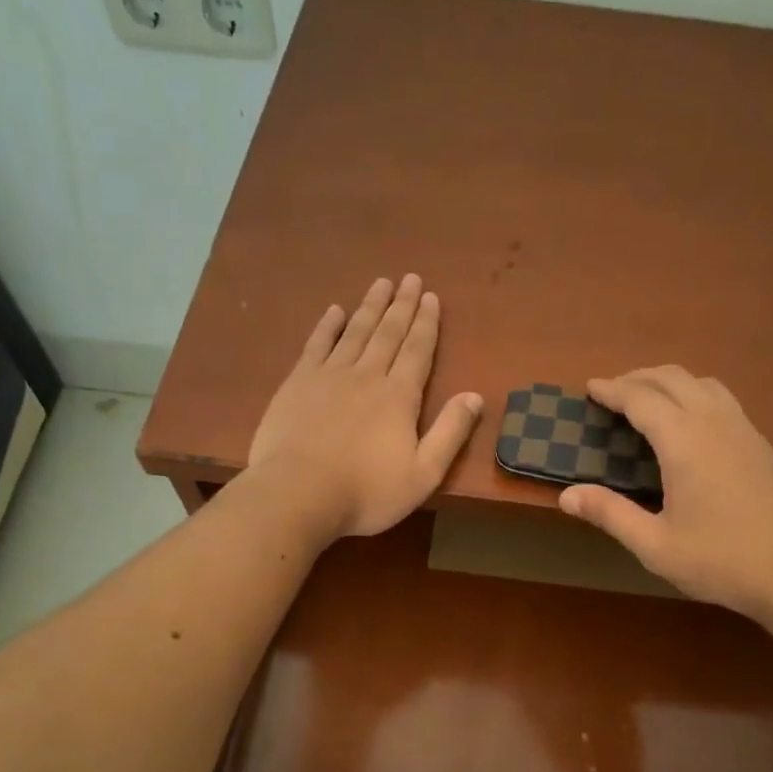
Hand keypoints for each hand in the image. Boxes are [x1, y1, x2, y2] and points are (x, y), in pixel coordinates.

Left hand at [246, 274, 482, 542]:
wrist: (298, 493)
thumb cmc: (366, 492)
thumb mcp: (423, 474)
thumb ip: (450, 434)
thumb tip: (475, 397)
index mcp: (399, 397)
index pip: (418, 350)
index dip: (426, 323)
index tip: (431, 297)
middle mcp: (367, 375)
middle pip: (388, 333)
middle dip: (402, 305)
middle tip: (410, 278)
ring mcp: (329, 376)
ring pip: (355, 332)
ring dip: (370, 307)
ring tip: (381, 284)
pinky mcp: (297, 383)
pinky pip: (317, 345)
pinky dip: (327, 326)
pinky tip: (335, 311)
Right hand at [556, 366, 772, 622]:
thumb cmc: (721, 561)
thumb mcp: (655, 545)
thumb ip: (610, 514)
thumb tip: (567, 495)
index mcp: (685, 442)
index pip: (642, 399)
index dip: (613, 390)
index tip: (590, 388)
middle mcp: (715, 422)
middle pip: (673, 379)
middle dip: (638, 378)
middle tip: (612, 392)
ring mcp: (744, 430)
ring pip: (703, 384)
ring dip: (669, 382)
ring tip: (647, 400)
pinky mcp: (762, 444)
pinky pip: (722, 400)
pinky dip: (694, 395)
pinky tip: (689, 424)